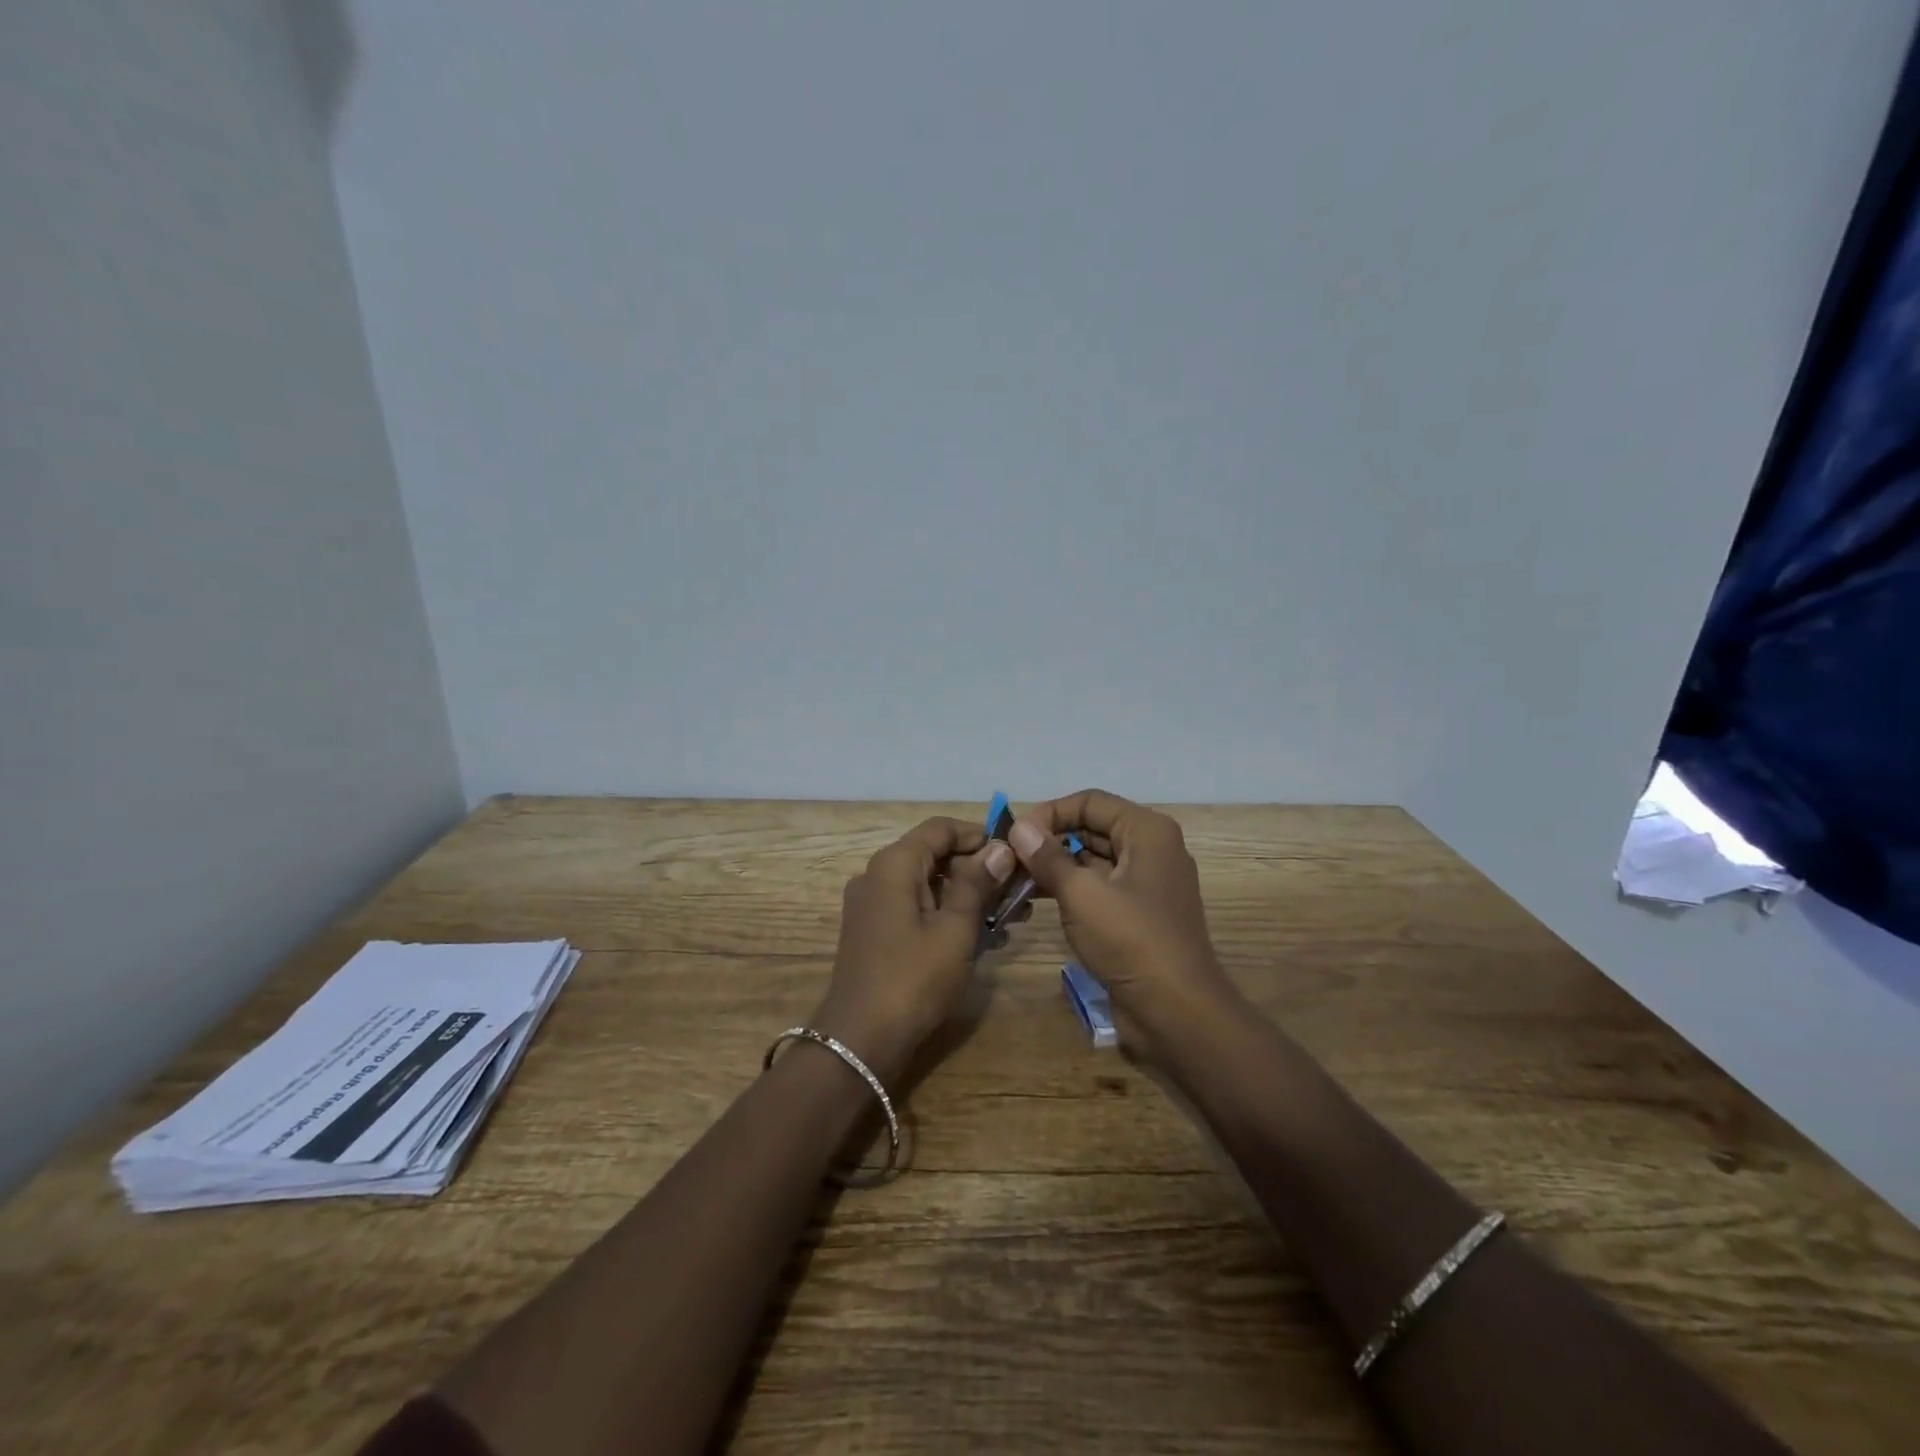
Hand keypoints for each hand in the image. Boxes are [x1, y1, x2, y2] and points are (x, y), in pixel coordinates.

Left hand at [812, 816, 1015, 1083]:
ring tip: (1011, 916)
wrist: (860, 1041)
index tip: (1014, 855)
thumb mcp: (955, 929)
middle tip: (1020, 891)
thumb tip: (1000, 848)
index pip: (940, 828)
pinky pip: (916, 908)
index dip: (979, 835)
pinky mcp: (875, 932)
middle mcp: (877, 875)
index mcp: (894, 864)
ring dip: (968, 895)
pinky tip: (983, 936)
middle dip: (979, 869)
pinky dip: (947, 914)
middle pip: (934, 855)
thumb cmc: (913, 978)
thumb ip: (977, 883)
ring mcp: (873, 905)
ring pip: (928, 884)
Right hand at [1007, 789, 1242, 1057]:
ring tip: (1016, 881)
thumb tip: (1020, 828)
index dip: (1049, 813)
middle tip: (1010, 859)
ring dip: (1055, 866)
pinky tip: (1037, 900)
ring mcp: (1147, 882)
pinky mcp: (1139, 913)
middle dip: (1050, 840)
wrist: (1177, 1012)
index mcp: (1147, 831)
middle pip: (1091, 828)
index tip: (1016, 837)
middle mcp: (1151, 848)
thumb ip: (1048, 857)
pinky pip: (1100, 886)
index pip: (1089, 802)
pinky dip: (1070, 888)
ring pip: (1093, 858)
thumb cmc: (1131, 941)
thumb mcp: (1082, 895)